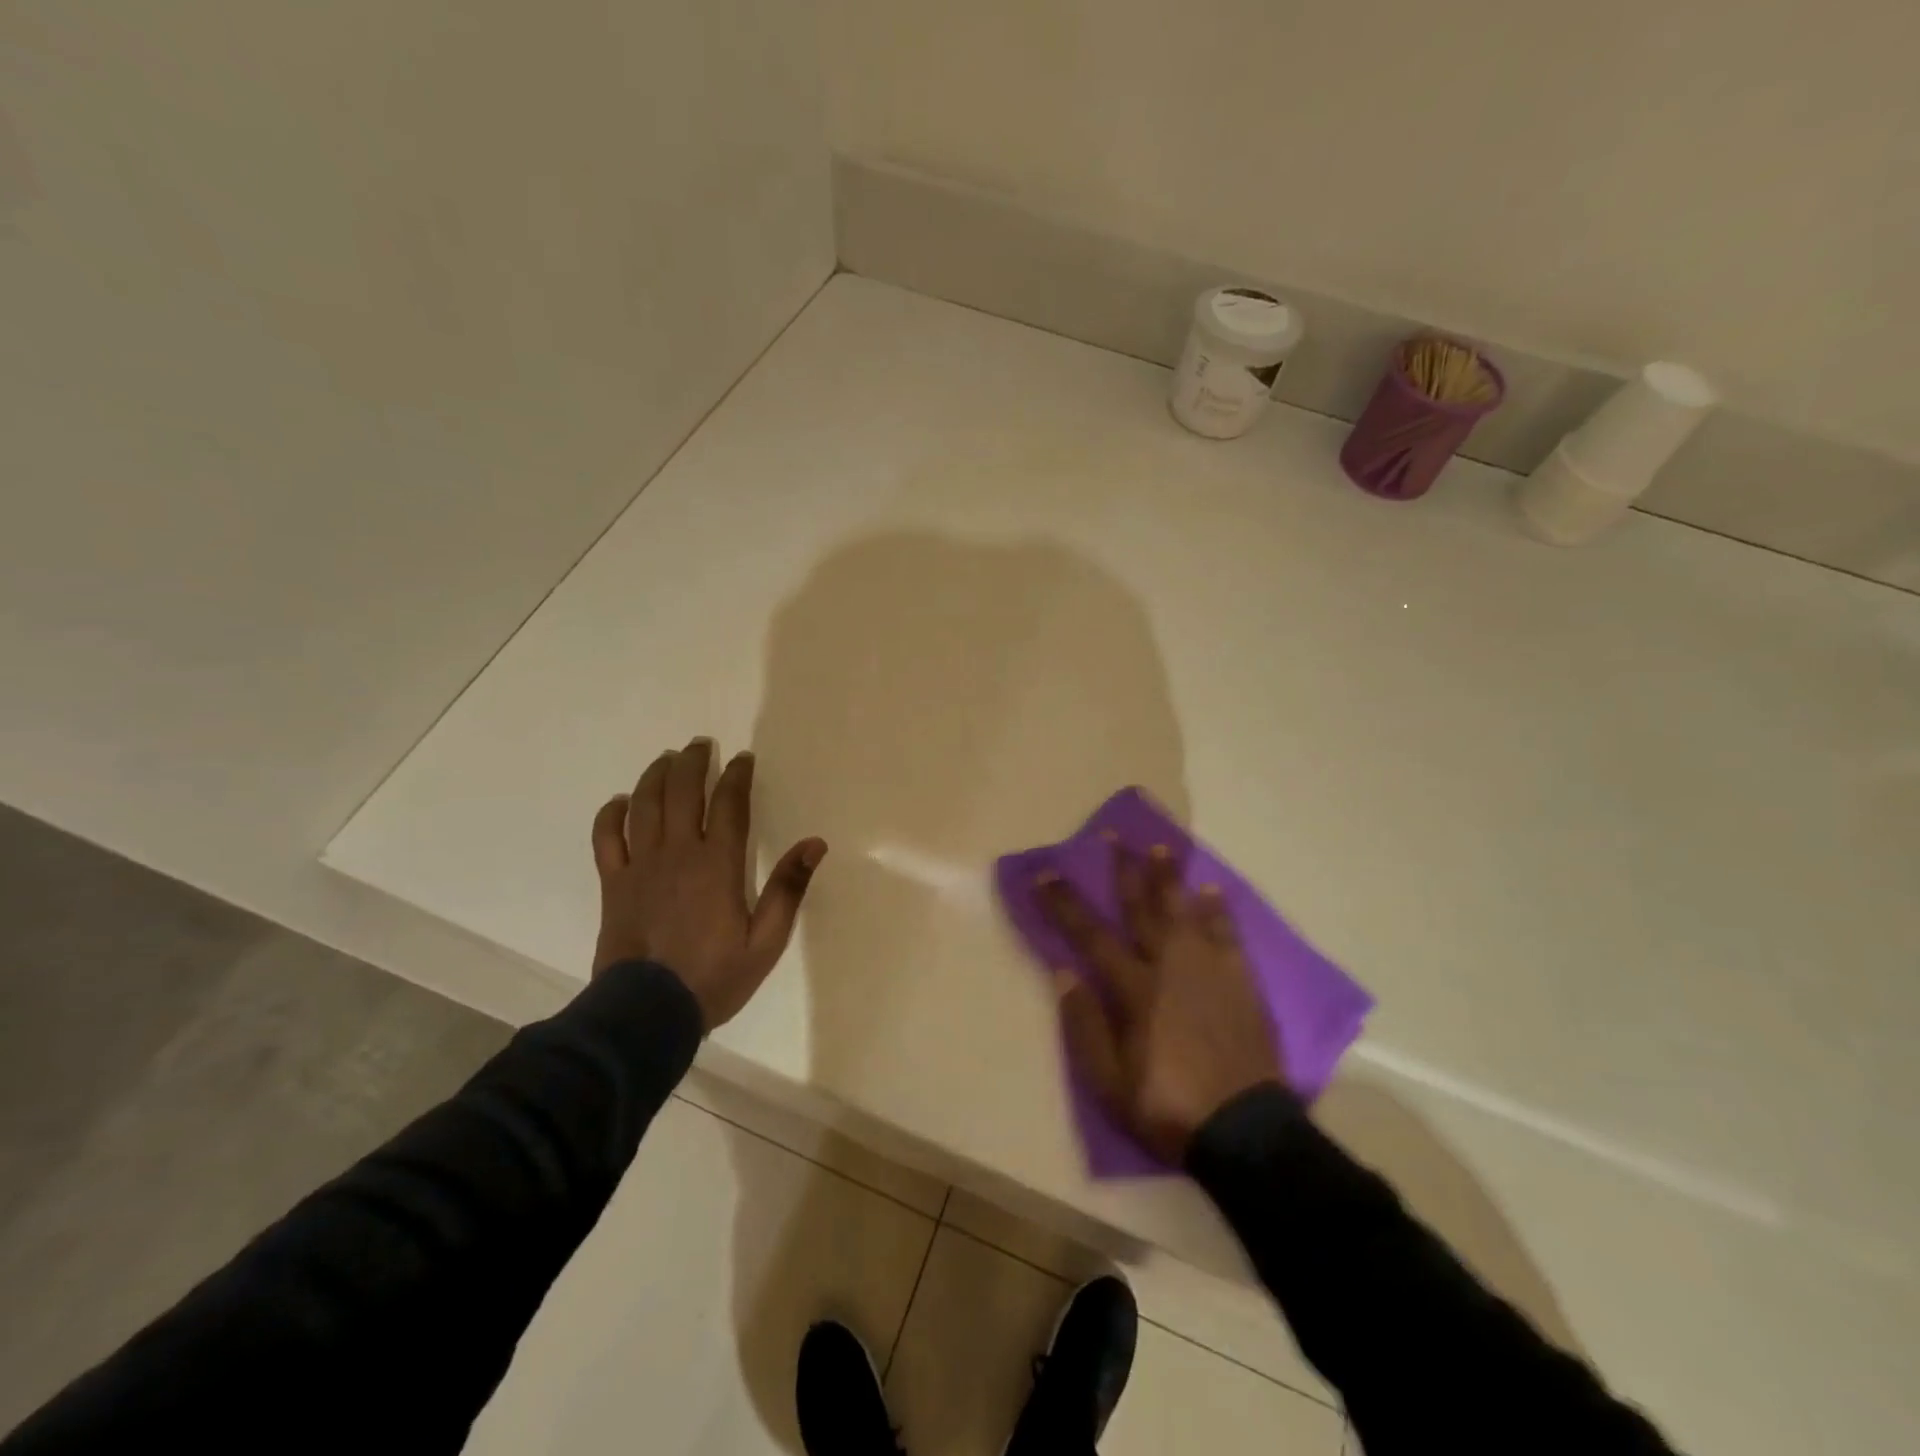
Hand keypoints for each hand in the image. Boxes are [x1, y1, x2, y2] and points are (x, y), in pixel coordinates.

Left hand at [591, 738, 826, 1029]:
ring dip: (656, 776)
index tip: (742, 758)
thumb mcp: (766, 941)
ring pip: (644, 805)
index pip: (729, 804)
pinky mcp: (613, 884)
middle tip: (701, 745)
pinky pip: (607, 838)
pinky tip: (621, 802)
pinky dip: (612, 814)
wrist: (646, 1013)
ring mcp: (640, 866)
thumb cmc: (714, 977)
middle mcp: (678, 853)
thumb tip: (814, 844)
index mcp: (717, 864)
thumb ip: (788, 889)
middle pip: (682, 792)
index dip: (736, 775)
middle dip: (692, 762)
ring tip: (667, 759)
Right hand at [1036, 844, 1285, 1163]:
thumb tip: (1064, 971)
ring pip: (1185, 910)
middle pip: (1142, 908)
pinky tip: (1212, 890)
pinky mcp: (1242, 981)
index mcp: (1135, 988)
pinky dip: (1219, 910)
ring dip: (1170, 878)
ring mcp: (1210, 969)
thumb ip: (1084, 1023)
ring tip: (1161, 848)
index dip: (1065, 903)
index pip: (1090, 935)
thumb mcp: (1109, 1080)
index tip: (1046, 873)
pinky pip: (1228, 934)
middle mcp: (1170, 965)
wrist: (1245, 1132)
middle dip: (1124, 870)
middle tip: (1115, 836)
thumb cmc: (1167, 1106)